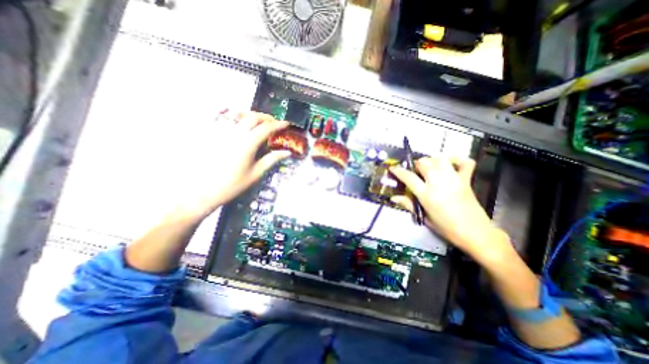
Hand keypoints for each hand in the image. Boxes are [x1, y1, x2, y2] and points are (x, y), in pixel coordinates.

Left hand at [174, 109, 286, 218]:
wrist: (201, 191)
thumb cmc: (232, 185)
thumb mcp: (255, 173)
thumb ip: (271, 160)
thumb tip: (287, 152)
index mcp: (248, 143)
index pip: (267, 128)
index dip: (278, 125)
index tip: (286, 124)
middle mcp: (234, 132)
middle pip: (253, 117)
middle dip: (266, 118)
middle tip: (273, 123)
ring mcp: (219, 130)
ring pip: (237, 113)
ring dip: (250, 114)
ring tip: (256, 119)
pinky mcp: (207, 132)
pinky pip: (217, 115)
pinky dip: (227, 110)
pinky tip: (231, 111)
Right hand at [390, 156, 511, 263]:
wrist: (475, 233)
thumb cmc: (446, 228)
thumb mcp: (424, 217)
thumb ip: (408, 204)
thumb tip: (394, 198)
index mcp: (427, 194)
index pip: (408, 177)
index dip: (398, 171)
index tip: (393, 168)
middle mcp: (439, 183)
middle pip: (424, 163)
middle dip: (416, 164)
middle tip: (415, 171)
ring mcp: (454, 179)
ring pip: (440, 159)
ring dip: (432, 160)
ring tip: (430, 167)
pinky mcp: (466, 180)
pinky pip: (464, 163)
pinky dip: (457, 159)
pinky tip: (450, 164)